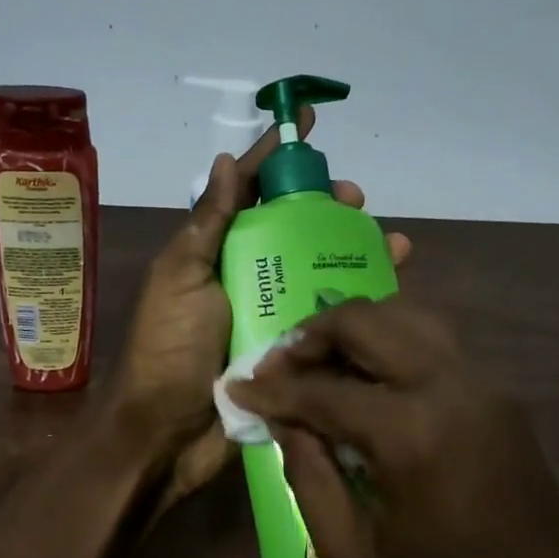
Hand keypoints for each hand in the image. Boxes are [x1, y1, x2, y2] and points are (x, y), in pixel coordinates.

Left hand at [109, 109, 409, 514]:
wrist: (167, 436)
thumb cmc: (169, 351)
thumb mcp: (181, 278)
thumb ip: (207, 224)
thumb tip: (224, 160)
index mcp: (215, 253)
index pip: (248, 192)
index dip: (275, 156)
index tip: (305, 121)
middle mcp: (247, 277)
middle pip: (293, 228)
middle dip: (325, 206)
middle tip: (356, 200)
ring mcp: (272, 315)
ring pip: (320, 269)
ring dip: (353, 249)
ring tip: (387, 238)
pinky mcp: (293, 352)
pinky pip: (331, 318)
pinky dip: (361, 300)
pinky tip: (392, 285)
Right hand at [225, 296, 558, 557]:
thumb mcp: (352, 557)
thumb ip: (309, 476)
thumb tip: (284, 423)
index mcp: (409, 432)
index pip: (320, 389)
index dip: (270, 389)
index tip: (236, 389)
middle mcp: (451, 386)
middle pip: (369, 321)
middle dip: (312, 336)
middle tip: (279, 367)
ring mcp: (486, 385)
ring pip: (410, 318)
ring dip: (357, 331)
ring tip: (320, 366)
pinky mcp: (503, 397)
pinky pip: (438, 345)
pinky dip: (393, 346)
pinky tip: (369, 383)